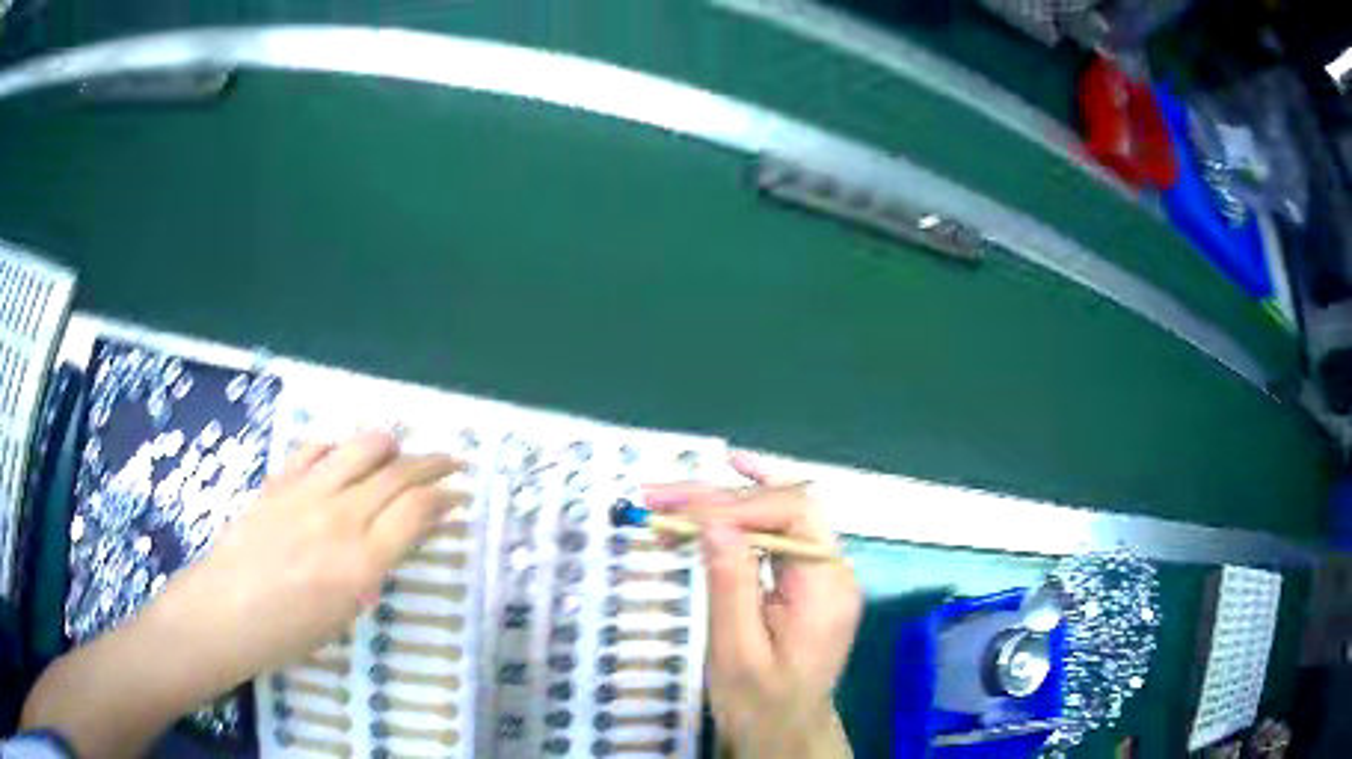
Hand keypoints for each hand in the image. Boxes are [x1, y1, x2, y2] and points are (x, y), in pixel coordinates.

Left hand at [22, 430, 467, 757]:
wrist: (224, 613)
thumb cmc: (287, 633)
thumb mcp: (344, 614)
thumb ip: (373, 570)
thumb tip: (394, 540)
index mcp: (362, 561)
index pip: (418, 511)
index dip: (446, 497)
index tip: (460, 496)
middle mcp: (340, 517)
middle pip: (398, 474)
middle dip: (434, 464)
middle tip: (453, 462)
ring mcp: (306, 492)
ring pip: (361, 448)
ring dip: (390, 444)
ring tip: (402, 448)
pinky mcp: (279, 481)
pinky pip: (315, 448)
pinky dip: (338, 444)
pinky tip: (343, 451)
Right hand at [644, 453, 861, 758]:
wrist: (785, 734)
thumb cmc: (759, 704)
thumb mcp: (737, 651)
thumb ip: (730, 584)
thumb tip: (713, 519)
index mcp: (826, 586)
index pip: (793, 514)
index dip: (737, 503)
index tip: (681, 509)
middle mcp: (833, 570)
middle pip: (786, 507)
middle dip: (723, 496)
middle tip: (663, 494)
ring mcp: (822, 575)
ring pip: (779, 517)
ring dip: (726, 503)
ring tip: (672, 498)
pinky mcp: (804, 584)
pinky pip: (774, 539)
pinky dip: (737, 523)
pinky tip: (713, 507)